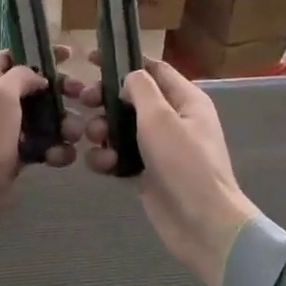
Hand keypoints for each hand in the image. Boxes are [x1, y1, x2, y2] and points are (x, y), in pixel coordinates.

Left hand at [0, 50, 85, 248]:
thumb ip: (20, 76)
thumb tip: (37, 77)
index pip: (12, 55)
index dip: (38, 53)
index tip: (69, 55)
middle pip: (33, 86)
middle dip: (59, 91)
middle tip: (83, 96)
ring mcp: (5, 129)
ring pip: (42, 117)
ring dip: (62, 124)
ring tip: (74, 135)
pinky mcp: (15, 155)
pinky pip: (42, 144)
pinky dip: (54, 149)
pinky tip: (62, 157)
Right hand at [81, 58, 254, 285]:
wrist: (202, 224)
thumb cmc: (184, 163)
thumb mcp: (160, 117)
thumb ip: (141, 89)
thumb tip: (129, 78)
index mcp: (185, 100)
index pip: (154, 69)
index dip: (124, 61)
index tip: (91, 60)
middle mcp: (174, 120)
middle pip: (132, 99)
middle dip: (106, 99)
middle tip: (83, 101)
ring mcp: (160, 149)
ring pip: (121, 129)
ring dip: (103, 130)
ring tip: (94, 139)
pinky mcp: (147, 174)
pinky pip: (120, 157)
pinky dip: (108, 158)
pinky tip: (102, 165)